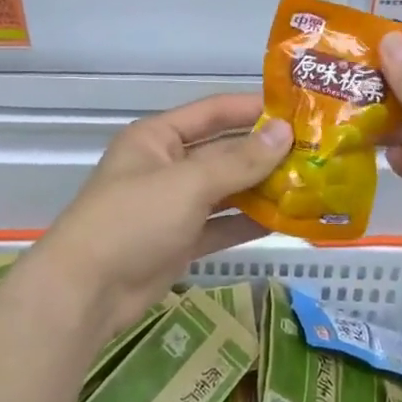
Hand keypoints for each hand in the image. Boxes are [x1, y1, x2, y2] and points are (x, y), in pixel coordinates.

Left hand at [33, 95, 291, 339]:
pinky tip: (287, 220)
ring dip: (262, 188)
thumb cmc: (133, 220)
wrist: (86, 293)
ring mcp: (174, 206)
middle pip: (223, 152)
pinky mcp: (180, 241)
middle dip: (264, 152)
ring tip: (310, 184)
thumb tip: (285, 132)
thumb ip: (239, 160)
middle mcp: (167, 166)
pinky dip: (249, 223)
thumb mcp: (189, 183)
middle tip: (315, 151)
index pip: (213, 111)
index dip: (253, 109)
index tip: (298, 110)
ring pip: (226, 190)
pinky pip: (222, 225)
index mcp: (159, 138)